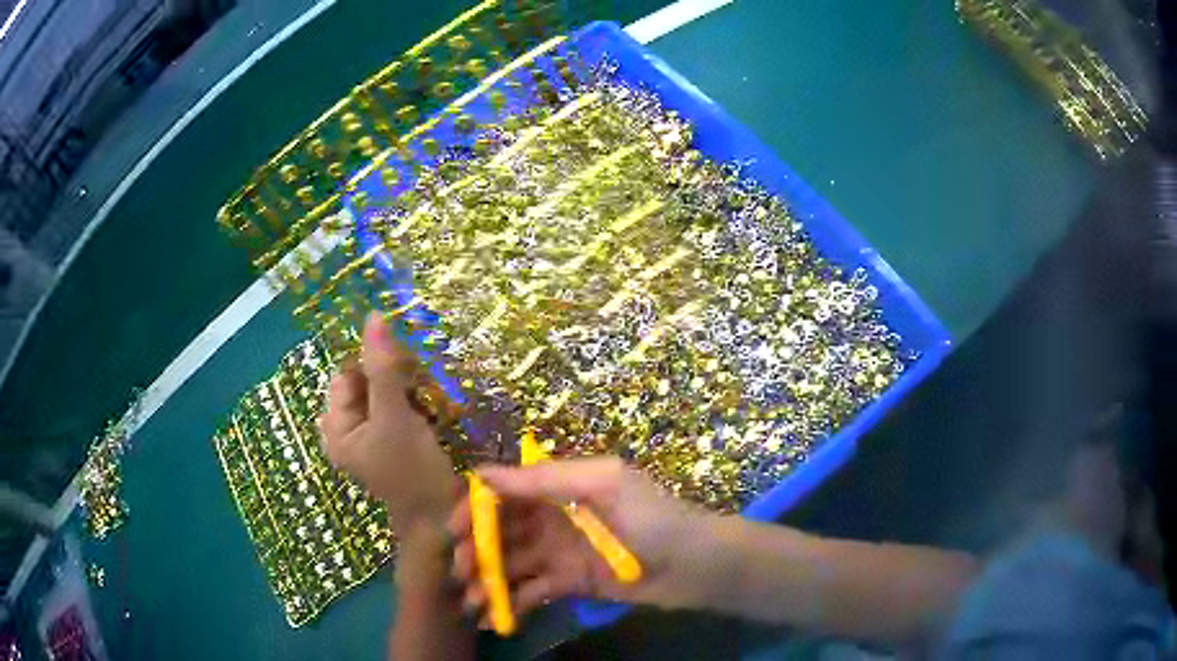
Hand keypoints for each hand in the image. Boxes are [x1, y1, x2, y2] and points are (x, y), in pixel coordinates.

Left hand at [319, 312, 456, 534]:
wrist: (443, 521)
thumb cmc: (412, 472)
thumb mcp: (395, 417)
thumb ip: (383, 369)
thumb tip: (373, 317)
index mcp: (337, 427)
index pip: (347, 374)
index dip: (373, 362)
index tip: (406, 362)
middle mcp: (349, 431)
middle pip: (366, 383)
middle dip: (394, 376)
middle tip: (422, 380)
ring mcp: (373, 438)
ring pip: (385, 394)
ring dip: (408, 387)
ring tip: (430, 396)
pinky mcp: (395, 443)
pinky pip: (399, 409)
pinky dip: (414, 402)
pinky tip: (433, 408)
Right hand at [447, 457, 706, 624]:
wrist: (699, 565)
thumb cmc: (655, 518)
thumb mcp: (604, 486)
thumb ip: (547, 480)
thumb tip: (484, 474)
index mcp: (562, 487)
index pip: (506, 492)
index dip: (475, 507)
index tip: (452, 530)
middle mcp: (554, 518)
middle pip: (502, 530)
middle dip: (476, 548)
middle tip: (459, 572)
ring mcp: (560, 553)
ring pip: (511, 563)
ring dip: (487, 579)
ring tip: (469, 601)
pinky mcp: (570, 584)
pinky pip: (532, 590)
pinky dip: (510, 602)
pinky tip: (491, 617)